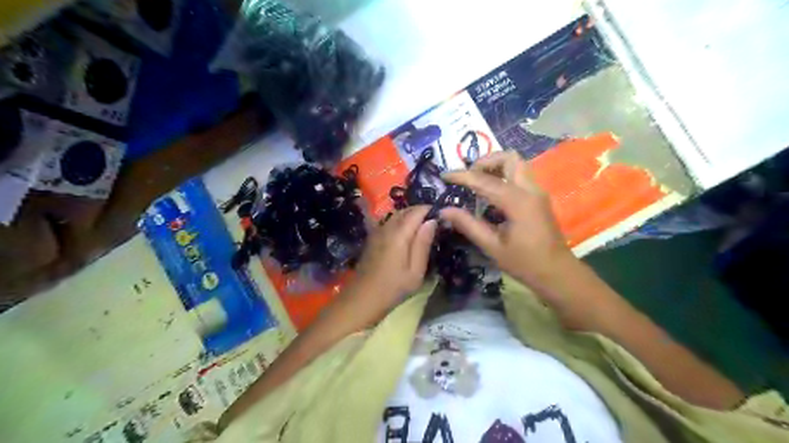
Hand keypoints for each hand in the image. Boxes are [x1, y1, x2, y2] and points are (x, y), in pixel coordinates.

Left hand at [345, 206, 436, 313]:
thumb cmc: (392, 288)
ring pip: (395, 215)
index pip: (417, 211)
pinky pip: (388, 222)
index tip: (442, 216)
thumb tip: (432, 221)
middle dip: (420, 212)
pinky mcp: (372, 238)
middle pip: (405, 210)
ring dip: (409, 216)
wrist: (362, 298)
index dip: (430, 210)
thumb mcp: (415, 271)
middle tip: (434, 223)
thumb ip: (423, 244)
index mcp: (399, 234)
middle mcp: (386, 227)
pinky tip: (405, 235)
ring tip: (422, 228)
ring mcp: (376, 231)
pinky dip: (399, 222)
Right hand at [441, 152, 577, 290]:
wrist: (557, 272)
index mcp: (518, 202)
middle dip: (485, 162)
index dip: (461, 176)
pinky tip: (490, 193)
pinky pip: (520, 175)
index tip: (444, 176)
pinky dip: (503, 175)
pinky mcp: (538, 197)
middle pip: (509, 158)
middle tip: (468, 177)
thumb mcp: (492, 246)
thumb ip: (468, 224)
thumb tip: (444, 210)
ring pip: (516, 163)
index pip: (484, 180)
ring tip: (477, 182)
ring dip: (495, 166)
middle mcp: (530, 189)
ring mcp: (537, 191)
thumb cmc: (524, 262)